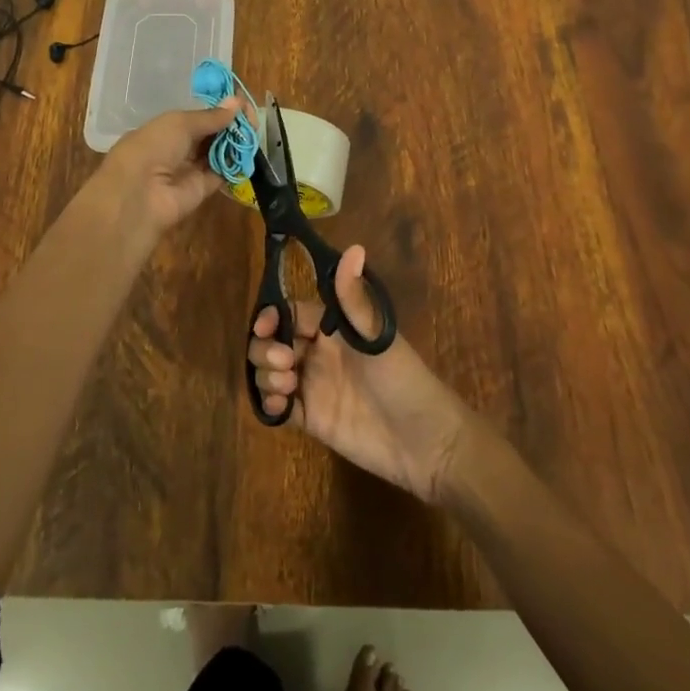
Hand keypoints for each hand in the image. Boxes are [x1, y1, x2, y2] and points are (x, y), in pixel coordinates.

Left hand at [89, 100, 239, 239]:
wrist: (139, 195)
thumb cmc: (153, 147)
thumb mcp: (180, 123)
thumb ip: (211, 116)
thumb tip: (237, 101)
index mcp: (166, 128)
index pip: (198, 116)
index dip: (219, 109)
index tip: (241, 102)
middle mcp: (178, 148)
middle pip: (210, 134)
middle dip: (231, 124)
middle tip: (253, 117)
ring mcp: (190, 169)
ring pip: (218, 152)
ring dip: (236, 142)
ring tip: (255, 130)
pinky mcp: (203, 189)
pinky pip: (222, 173)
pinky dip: (236, 163)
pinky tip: (251, 151)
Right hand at [247, 245, 473, 503]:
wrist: (425, 442)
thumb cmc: (403, 379)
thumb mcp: (377, 336)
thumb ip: (355, 298)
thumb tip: (354, 248)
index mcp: (333, 328)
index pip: (290, 313)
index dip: (272, 316)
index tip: (265, 326)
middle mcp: (318, 353)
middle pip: (273, 341)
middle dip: (265, 348)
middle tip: (283, 363)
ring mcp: (312, 386)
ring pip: (270, 372)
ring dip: (265, 375)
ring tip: (286, 387)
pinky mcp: (311, 419)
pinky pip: (278, 407)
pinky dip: (269, 404)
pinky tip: (279, 407)